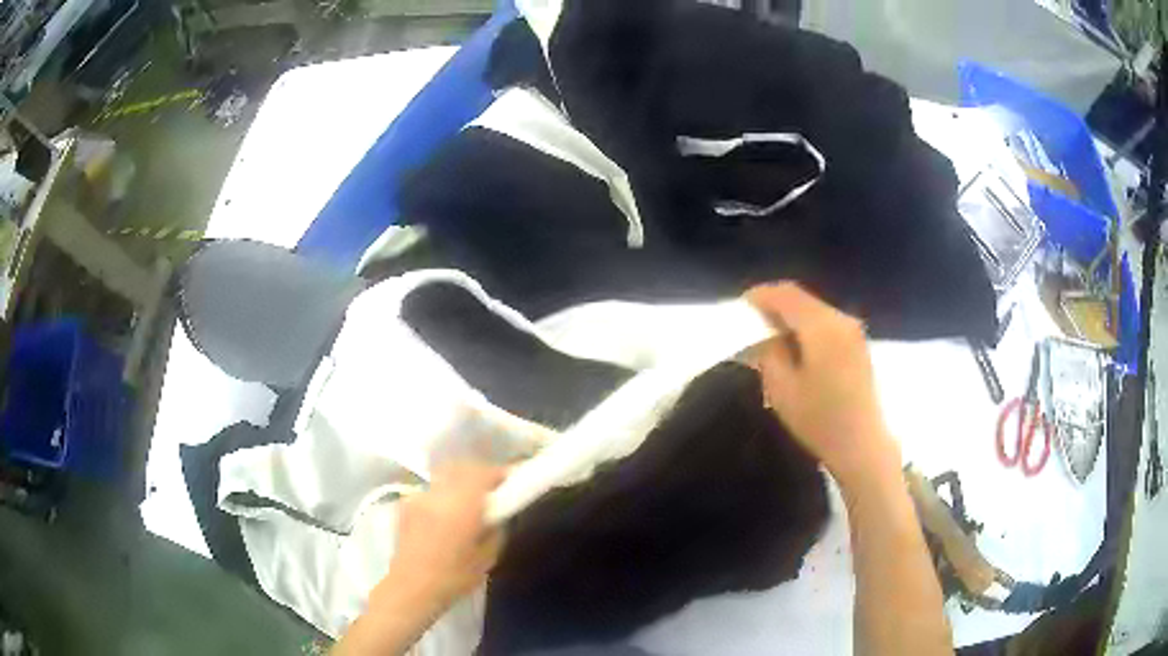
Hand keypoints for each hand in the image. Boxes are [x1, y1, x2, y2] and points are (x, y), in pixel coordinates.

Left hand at [377, 463, 506, 613]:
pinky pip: (431, 489)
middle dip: (480, 473)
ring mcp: (419, 496)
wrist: (411, 588)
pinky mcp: (406, 504)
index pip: (484, 472)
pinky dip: (442, 493)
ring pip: (444, 474)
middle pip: (462, 465)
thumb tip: (498, 513)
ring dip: (460, 480)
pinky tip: (444, 513)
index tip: (511, 481)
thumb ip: (496, 527)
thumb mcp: (488, 556)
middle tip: (492, 490)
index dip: (499, 473)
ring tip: (467, 501)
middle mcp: (439, 493)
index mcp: (462, 505)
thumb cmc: (454, 578)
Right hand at [746, 282, 898, 486]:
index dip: (760, 295)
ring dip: (792, 317)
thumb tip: (766, 336)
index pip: (786, 295)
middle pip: (803, 299)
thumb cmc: (820, 420)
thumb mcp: (782, 389)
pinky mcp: (859, 346)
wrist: (863, 445)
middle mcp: (841, 319)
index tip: (740, 306)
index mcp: (821, 326)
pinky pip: (827, 324)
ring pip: (816, 311)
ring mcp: (854, 332)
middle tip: (752, 322)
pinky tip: (797, 348)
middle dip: (776, 305)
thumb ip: (769, 353)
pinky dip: (808, 328)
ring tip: (771, 336)